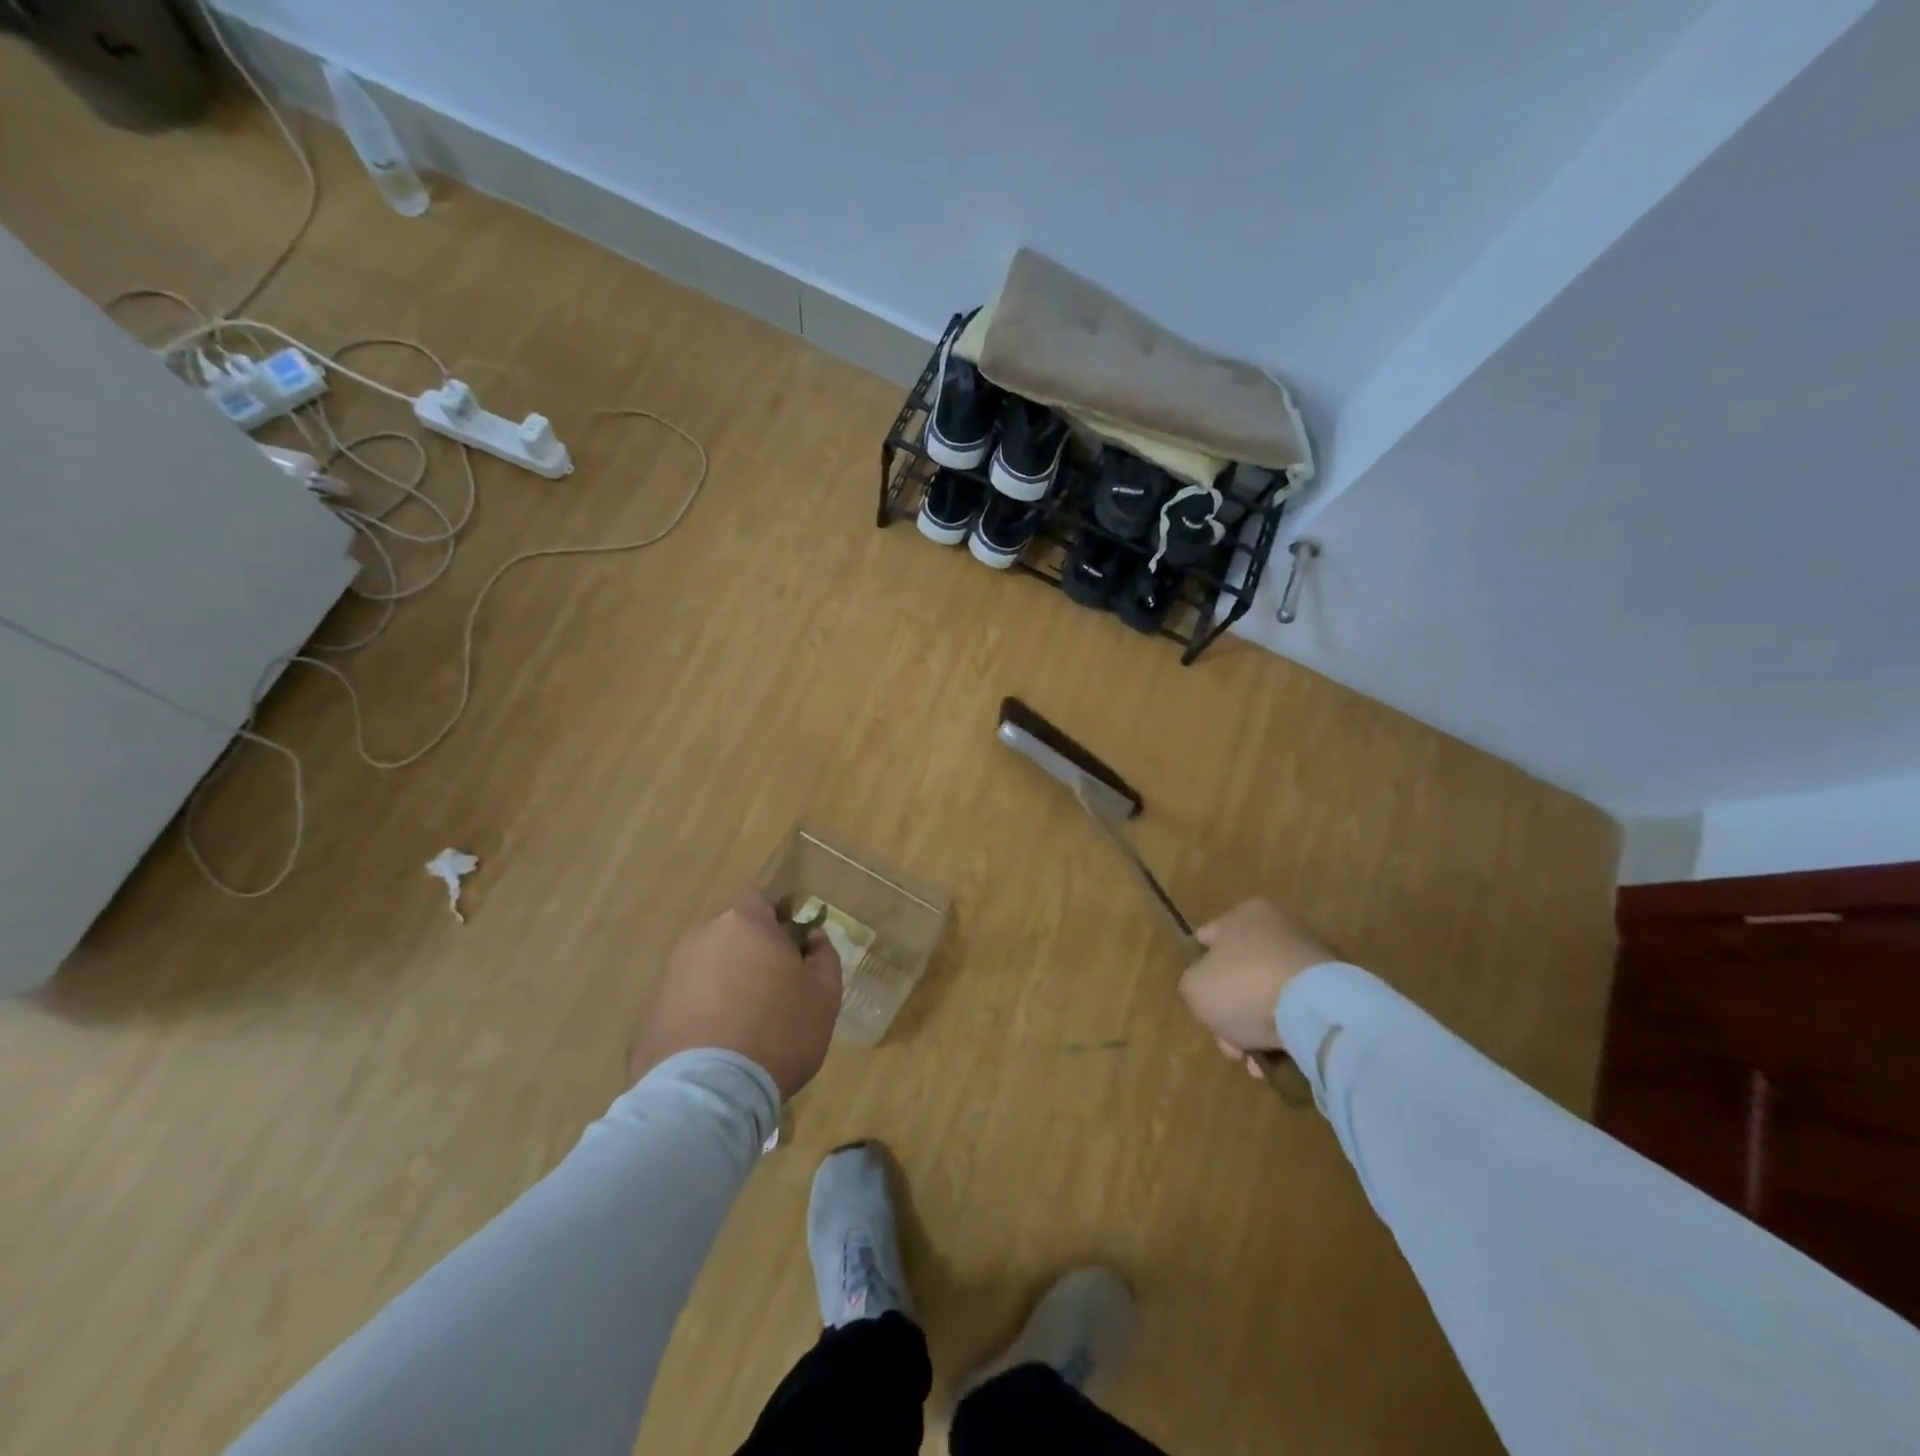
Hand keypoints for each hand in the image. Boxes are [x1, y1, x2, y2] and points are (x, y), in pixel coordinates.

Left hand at [628, 892, 843, 1098]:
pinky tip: (719, 1046)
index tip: (796, 945)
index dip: (782, 918)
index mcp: (745, 923)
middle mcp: (702, 938)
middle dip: (755, 953)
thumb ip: (823, 956)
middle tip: (777, 988)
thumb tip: (812, 939)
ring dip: (728, 984)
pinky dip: (704, 1014)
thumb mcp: (824, 994)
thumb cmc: (778, 1031)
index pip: (764, 901)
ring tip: (747, 1024)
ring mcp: (671, 976)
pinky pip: (688, 1002)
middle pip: (734, 935)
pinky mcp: (650, 1014)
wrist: (707, 1095)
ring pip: (710, 968)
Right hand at [1179, 899, 1335, 1064]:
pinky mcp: (1339, 989)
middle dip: (1232, 1014)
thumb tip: (1209, 990)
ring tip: (1257, 1063)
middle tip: (1231, 1047)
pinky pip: (1300, 1011)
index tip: (1201, 1002)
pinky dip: (1289, 1033)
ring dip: (1259, 1029)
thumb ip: (1193, 984)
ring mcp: (1314, 958)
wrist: (1318, 1011)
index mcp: (1246, 914)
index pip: (1209, 938)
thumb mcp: (1195, 987)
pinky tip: (1282, 1059)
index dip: (1199, 971)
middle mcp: (1282, 928)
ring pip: (1270, 996)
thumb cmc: (1245, 986)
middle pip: (1241, 975)